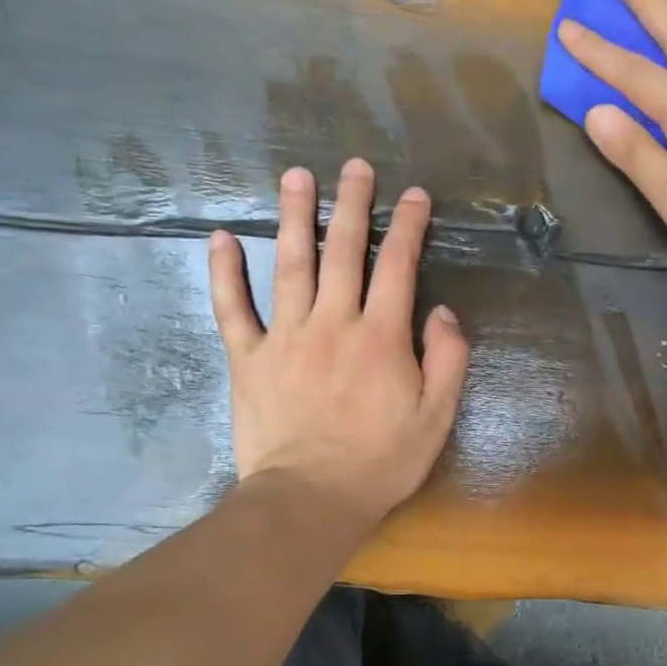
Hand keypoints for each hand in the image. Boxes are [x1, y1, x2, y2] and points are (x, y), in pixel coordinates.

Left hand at [208, 159, 468, 527]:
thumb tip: (441, 312)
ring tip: (295, 176)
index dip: (408, 226)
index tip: (413, 195)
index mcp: (381, 337)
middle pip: (343, 251)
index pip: (398, 266)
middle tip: (354, 166)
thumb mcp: (436, 417)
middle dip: (352, 204)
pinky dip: (224, 273)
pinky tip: (220, 238)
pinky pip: (232, 309)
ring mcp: (285, 337)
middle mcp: (333, 323)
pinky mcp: (248, 359)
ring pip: (290, 264)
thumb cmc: (381, 462)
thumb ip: (447, 360)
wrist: (310, 499)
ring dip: (294, 217)